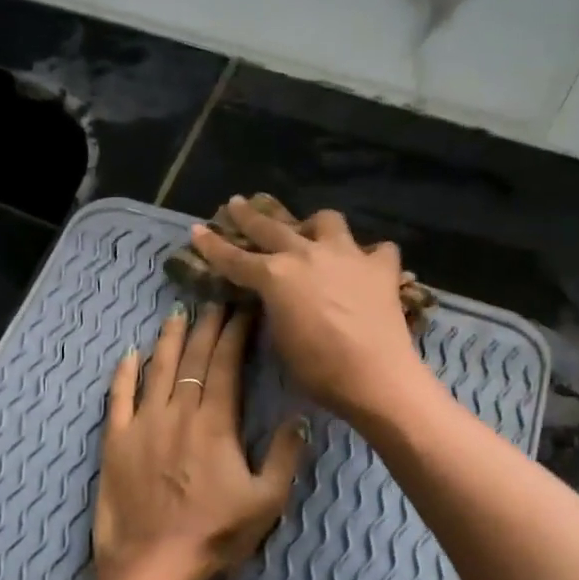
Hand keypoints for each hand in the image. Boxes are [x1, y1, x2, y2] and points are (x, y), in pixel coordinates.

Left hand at [94, 304, 306, 579]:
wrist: (153, 564)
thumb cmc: (215, 535)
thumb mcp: (267, 501)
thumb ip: (285, 456)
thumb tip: (299, 417)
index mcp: (215, 422)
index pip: (225, 364)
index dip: (235, 333)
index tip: (242, 310)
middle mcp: (177, 412)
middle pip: (192, 358)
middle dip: (206, 326)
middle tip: (214, 301)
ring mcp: (142, 424)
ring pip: (156, 369)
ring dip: (169, 340)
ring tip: (177, 314)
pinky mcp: (115, 441)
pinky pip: (118, 397)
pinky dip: (123, 373)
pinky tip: (129, 354)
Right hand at [189, 198, 431, 421]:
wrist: (375, 375)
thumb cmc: (318, 369)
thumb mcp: (280, 340)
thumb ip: (275, 309)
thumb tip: (277, 298)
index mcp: (275, 276)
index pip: (235, 258)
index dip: (212, 245)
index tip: (197, 230)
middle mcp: (307, 254)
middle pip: (271, 227)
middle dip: (250, 215)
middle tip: (237, 203)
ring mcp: (347, 255)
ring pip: (326, 220)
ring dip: (314, 225)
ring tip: (312, 232)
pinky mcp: (381, 267)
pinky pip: (376, 249)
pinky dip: (369, 255)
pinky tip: (366, 265)